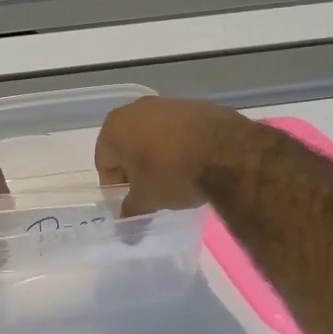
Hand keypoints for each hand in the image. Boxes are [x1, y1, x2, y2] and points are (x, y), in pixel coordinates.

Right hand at [95, 97, 252, 216]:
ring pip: (153, 136)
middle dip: (135, 168)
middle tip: (149, 191)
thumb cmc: (173, 173)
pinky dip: (179, 145)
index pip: (104, 162)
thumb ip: (131, 211)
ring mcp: (166, 103)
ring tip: (174, 178)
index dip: (116, 187)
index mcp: (114, 127)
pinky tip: (193, 163)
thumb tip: (125, 230)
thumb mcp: (148, 199)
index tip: (131, 202)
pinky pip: (177, 130)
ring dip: (157, 156)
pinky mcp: (194, 105)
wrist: (227, 151)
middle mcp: (135, 109)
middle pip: (127, 145)